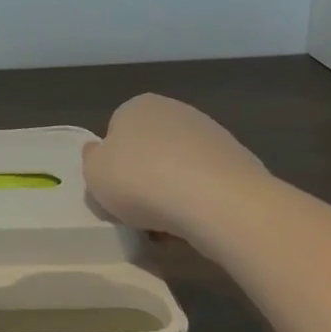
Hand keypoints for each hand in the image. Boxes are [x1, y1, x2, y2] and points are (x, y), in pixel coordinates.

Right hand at [83, 93, 268, 234]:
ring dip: (171, 191)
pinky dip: (199, 200)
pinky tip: (196, 223)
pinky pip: (206, 183)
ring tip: (168, 225)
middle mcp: (175, 110)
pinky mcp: (238, 160)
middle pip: (149, 149)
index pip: (116, 133)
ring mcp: (211, 133)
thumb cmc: (142, 181)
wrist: (218, 201)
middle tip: (138, 211)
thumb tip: (99, 151)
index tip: (115, 191)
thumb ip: (92, 160)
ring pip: (178, 167)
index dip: (113, 165)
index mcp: (137, 106)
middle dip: (144, 177)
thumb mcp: (94, 174)